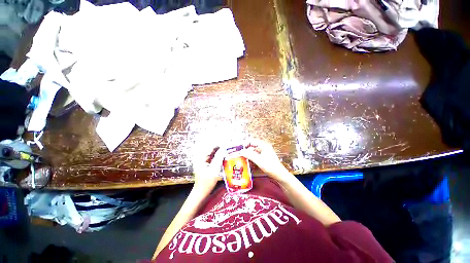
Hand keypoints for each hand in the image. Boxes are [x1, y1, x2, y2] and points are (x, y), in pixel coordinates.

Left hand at [192, 146, 224, 192]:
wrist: (201, 193)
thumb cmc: (206, 182)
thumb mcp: (214, 170)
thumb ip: (218, 158)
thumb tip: (224, 148)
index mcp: (201, 158)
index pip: (211, 148)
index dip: (219, 144)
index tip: (227, 143)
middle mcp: (202, 158)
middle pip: (212, 150)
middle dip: (220, 148)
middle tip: (229, 147)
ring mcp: (204, 162)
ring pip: (213, 154)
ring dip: (220, 152)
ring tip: (228, 150)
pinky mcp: (207, 165)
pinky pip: (213, 159)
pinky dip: (219, 157)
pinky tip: (224, 157)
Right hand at [240, 139, 291, 181]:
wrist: (280, 175)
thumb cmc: (270, 166)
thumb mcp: (259, 160)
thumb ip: (249, 155)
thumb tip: (241, 151)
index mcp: (263, 145)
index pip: (251, 141)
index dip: (245, 144)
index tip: (239, 149)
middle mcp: (264, 146)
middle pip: (252, 145)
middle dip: (245, 149)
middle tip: (239, 154)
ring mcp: (264, 151)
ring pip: (253, 150)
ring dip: (248, 153)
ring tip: (242, 158)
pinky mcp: (264, 156)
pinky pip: (256, 155)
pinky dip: (251, 157)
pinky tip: (248, 161)